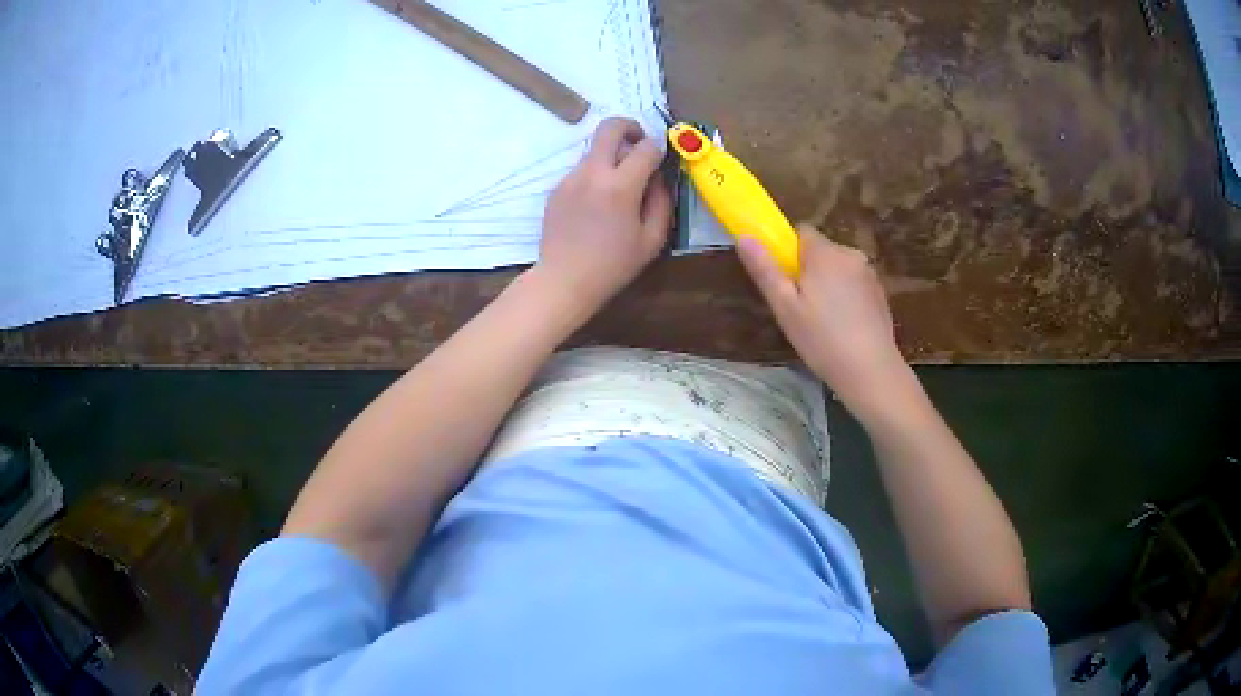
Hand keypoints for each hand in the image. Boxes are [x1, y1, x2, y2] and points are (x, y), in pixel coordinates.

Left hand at [536, 117, 672, 313]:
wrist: (564, 280)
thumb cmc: (613, 265)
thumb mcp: (652, 239)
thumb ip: (662, 201)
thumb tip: (660, 177)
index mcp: (620, 186)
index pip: (646, 147)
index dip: (659, 148)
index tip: (662, 158)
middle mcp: (593, 173)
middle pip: (610, 126)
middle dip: (630, 127)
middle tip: (639, 144)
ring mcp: (570, 178)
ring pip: (595, 149)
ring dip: (612, 155)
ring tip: (618, 188)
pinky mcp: (557, 188)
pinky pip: (582, 170)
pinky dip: (595, 175)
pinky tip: (597, 206)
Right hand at [737, 225, 912, 417]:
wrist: (870, 371)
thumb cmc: (822, 340)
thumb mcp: (784, 307)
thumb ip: (764, 269)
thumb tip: (744, 236)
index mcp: (825, 253)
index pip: (801, 232)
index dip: (788, 252)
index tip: (784, 281)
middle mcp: (850, 254)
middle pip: (820, 251)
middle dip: (808, 270)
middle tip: (799, 307)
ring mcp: (869, 273)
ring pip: (838, 268)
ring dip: (828, 283)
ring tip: (823, 321)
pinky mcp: (880, 292)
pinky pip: (854, 283)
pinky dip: (846, 296)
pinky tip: (844, 326)